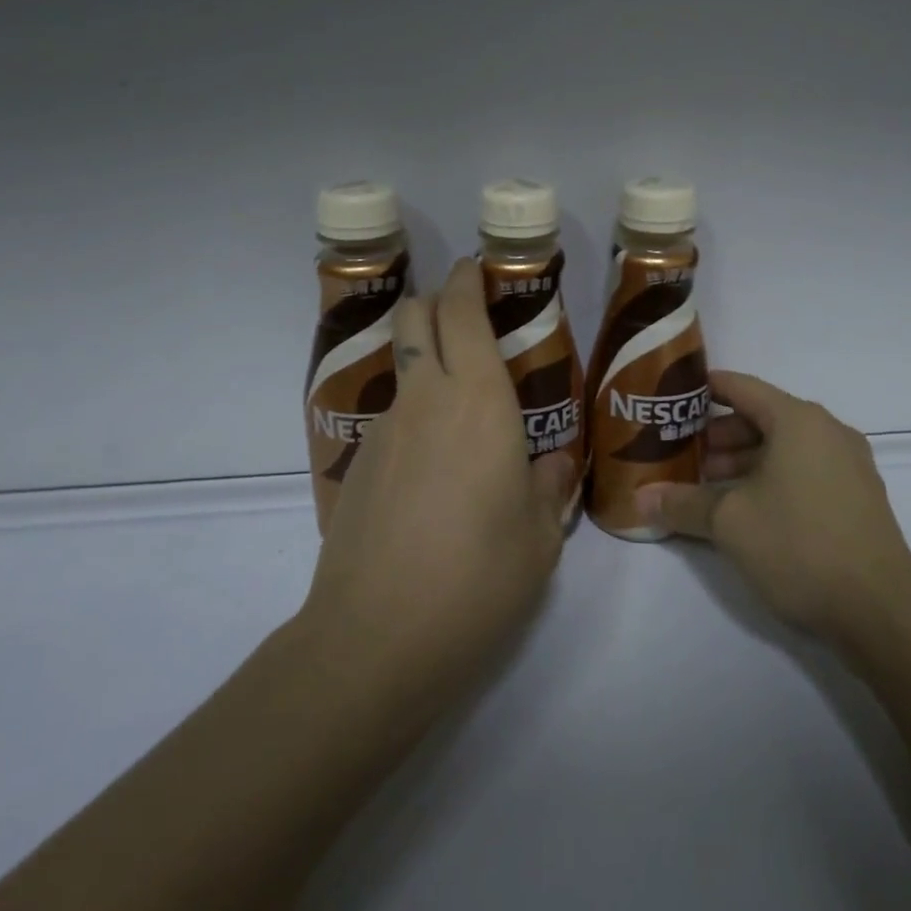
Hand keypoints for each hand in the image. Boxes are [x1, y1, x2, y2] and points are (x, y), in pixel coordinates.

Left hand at [299, 259, 575, 713]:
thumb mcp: (540, 538)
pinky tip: (435, 471)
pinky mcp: (358, 465)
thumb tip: (552, 465)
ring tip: (464, 414)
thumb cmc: (477, 579)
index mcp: (479, 402)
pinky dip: (416, 415)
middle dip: (438, 302)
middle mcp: (426, 400)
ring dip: (427, 363)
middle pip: (416, 317)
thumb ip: (550, 488)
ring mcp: (384, 431)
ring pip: (403, 368)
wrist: (374, 640)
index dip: (468, 281)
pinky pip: (394, 417)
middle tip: (471, 321)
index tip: (479, 270)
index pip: (463, 313)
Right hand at [639, 371, 910, 650]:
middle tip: (683, 453)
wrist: (881, 610)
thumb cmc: (799, 545)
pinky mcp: (856, 498)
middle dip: (719, 434)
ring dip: (744, 460)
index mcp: (798, 420)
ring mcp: (848, 465)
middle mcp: (827, 432)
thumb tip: (639, 499)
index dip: (704, 389)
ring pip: (784, 448)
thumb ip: (682, 503)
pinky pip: (804, 471)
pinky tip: (747, 509)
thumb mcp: (730, 522)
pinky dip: (772, 478)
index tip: (673, 399)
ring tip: (708, 485)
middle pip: (763, 417)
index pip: (741, 387)